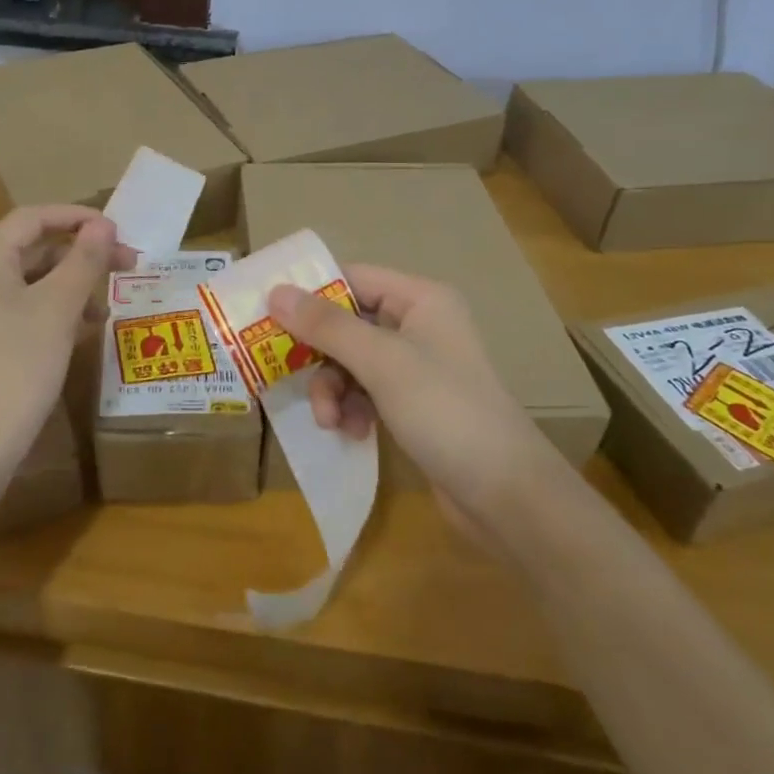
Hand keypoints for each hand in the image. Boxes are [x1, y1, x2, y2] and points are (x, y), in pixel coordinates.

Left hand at [0, 206, 133, 475]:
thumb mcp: (58, 309)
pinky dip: (54, 309)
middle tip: (127, 265)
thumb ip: (84, 260)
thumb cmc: (18, 366)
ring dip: (72, 284)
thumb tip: (104, 224)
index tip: (118, 230)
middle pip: (33, 248)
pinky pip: (21, 306)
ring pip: (30, 279)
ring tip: (107, 305)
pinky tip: (83, 329)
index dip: (78, 217)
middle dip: (81, 255)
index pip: (34, 217)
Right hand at [267, 265, 564, 540]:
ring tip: (331, 421)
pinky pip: (367, 392)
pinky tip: (353, 433)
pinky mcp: (415, 404)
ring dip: (333, 390)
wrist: (504, 494)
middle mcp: (420, 325)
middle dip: (321, 357)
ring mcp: (418, 367)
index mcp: (421, 299)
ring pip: (352, 363)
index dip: (311, 295)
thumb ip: (326, 326)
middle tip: (288, 376)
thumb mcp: (381, 363)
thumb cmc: (444, 410)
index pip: (353, 279)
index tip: (269, 317)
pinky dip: (353, 409)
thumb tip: (275, 291)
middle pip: (348, 324)